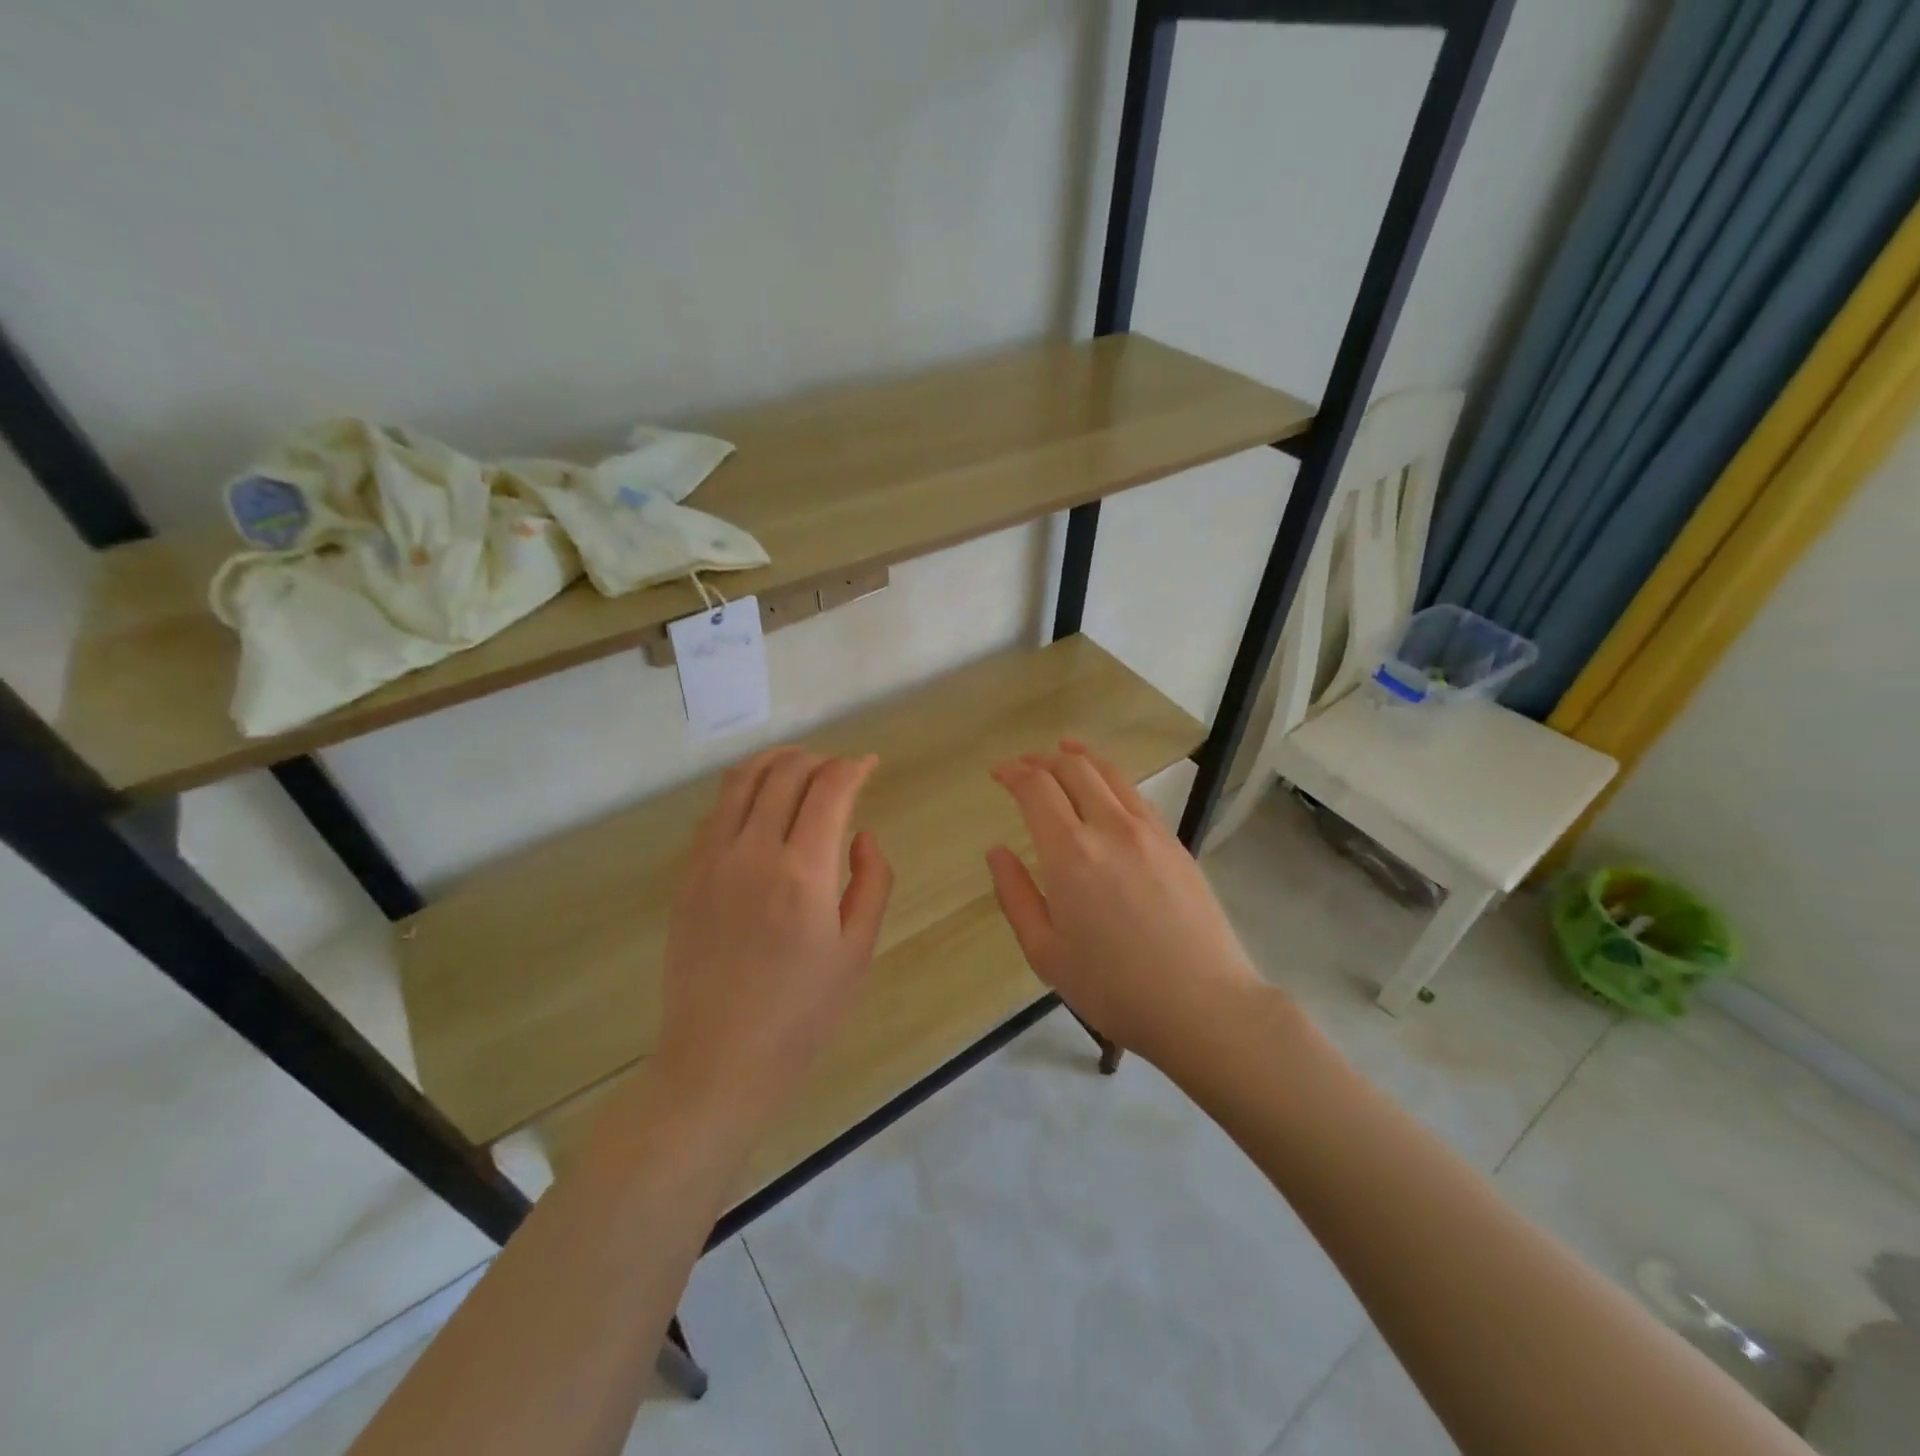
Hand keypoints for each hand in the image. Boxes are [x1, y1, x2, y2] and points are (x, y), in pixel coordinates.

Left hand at [657, 747, 892, 1124]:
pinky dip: (743, 791)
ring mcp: (712, 861)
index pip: (830, 789)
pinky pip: (715, 812)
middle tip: (839, 768)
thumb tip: (862, 836)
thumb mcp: (857, 952)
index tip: (870, 765)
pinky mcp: (687, 876)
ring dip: (775, 762)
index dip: (854, 767)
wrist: (719, 1059)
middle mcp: (754, 853)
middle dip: (818, 758)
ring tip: (799, 765)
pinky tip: (759, 804)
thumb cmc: (802, 1015)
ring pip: (741, 781)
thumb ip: (871, 883)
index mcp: (804, 874)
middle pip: (784, 773)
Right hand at [986, 739, 1262, 1067]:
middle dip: (1043, 759)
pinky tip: (1106, 790)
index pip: (1036, 788)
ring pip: (1110, 773)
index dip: (1013, 772)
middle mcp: (1110, 827)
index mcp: (1070, 853)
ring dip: (1080, 757)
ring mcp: (1149, 831)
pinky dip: (1111, 778)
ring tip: (1064, 752)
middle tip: (1025, 765)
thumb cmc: (1113, 987)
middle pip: (1073, 768)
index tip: (998, 773)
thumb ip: (1015, 895)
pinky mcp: (1175, 842)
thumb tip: (997, 851)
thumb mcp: (1045, 952)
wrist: (1202, 1004)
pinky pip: (1136, 795)